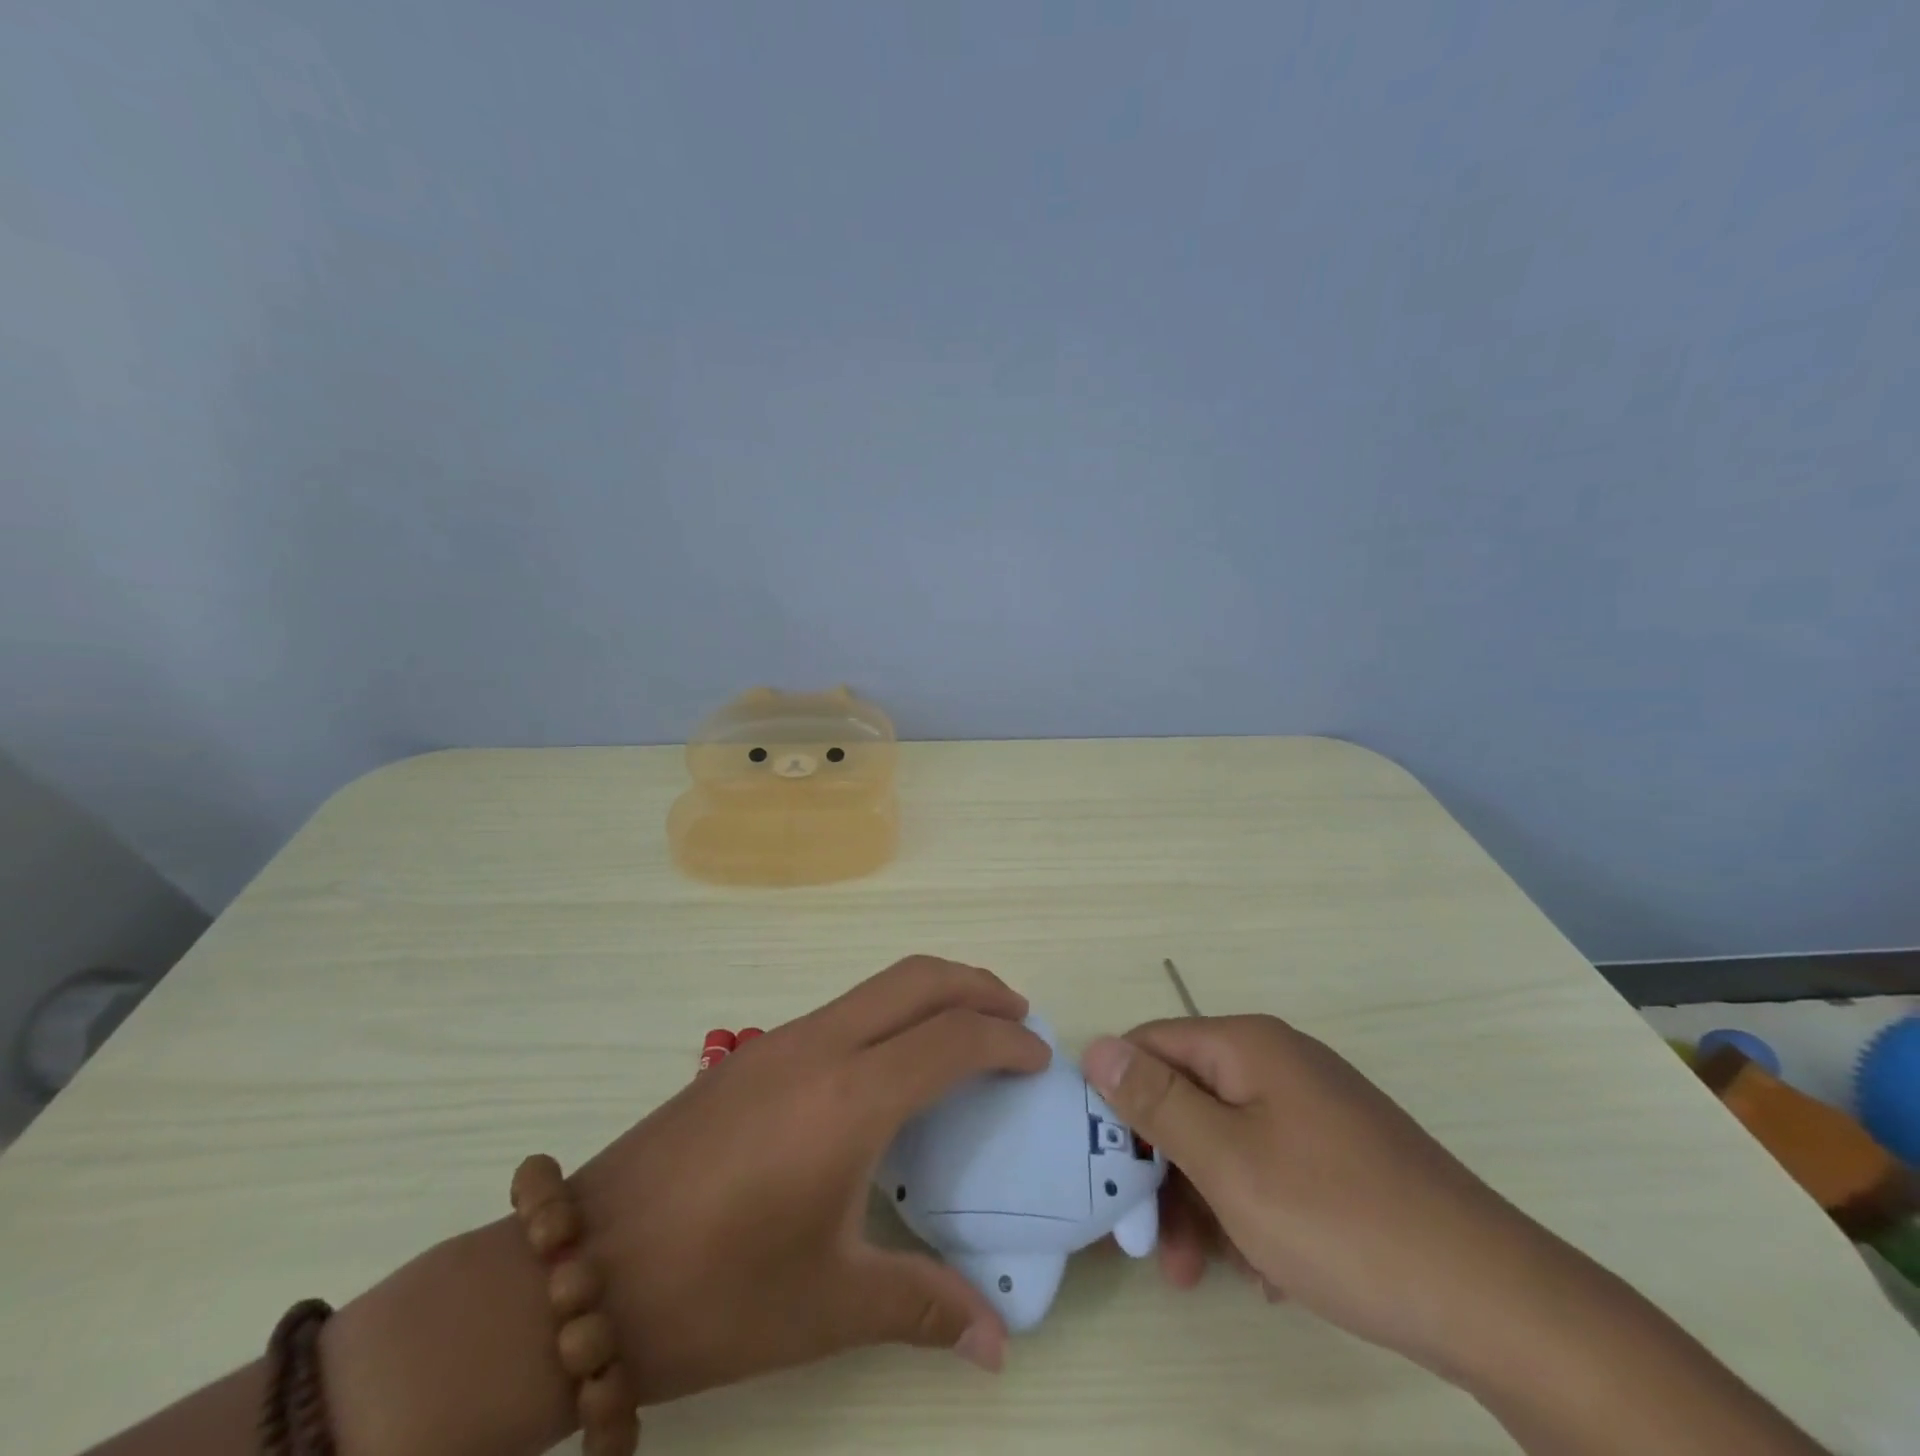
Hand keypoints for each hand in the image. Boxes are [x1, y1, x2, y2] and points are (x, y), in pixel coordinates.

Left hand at [575, 956, 1049, 1403]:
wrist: (583, 1273)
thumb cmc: (716, 1293)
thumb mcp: (828, 1305)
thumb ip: (924, 1307)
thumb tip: (998, 1346)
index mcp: (850, 1098)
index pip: (952, 1038)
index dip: (1006, 1041)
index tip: (1039, 1060)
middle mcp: (820, 1046)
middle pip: (917, 979)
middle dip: (977, 985)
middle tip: (1018, 1016)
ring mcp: (780, 1040)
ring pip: (877, 985)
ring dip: (932, 992)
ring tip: (966, 1031)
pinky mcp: (752, 1053)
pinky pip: (844, 1008)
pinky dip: (890, 1012)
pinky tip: (891, 1066)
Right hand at [1081, 1015, 1563, 1379]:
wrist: (1492, 1300)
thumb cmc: (1337, 1217)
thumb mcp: (1227, 1161)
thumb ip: (1155, 1100)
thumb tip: (1097, 1047)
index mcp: (1248, 1046)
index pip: (1152, 1044)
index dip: (1118, 1098)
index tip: (1103, 1165)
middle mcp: (1279, 1064)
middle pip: (1188, 1097)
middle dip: (1162, 1167)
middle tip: (1149, 1242)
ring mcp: (1314, 1110)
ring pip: (1226, 1140)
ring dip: (1201, 1201)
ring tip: (1197, 1272)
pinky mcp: (1341, 1156)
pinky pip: (1268, 1167)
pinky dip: (1249, 1211)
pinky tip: (1262, 1269)